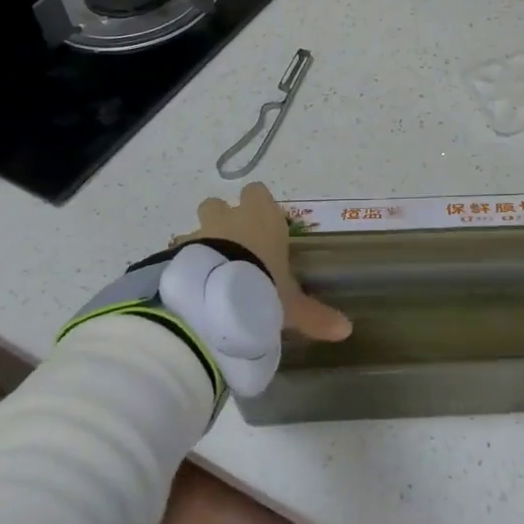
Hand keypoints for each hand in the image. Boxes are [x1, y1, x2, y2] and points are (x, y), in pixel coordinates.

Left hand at [188, 182, 351, 340]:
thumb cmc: (262, 285)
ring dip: (200, 242)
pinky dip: (182, 264)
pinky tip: (189, 287)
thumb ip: (315, 316)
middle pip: (220, 204)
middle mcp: (231, 218)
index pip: (257, 193)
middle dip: (223, 220)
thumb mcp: (291, 306)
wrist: (214, 292)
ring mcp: (200, 232)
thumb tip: (346, 330)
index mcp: (263, 220)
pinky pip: (178, 252)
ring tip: (208, 272)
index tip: (262, 227)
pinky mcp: (176, 251)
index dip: (257, 206)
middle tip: (233, 248)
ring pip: (197, 227)